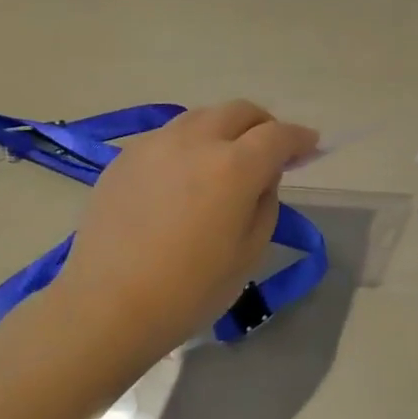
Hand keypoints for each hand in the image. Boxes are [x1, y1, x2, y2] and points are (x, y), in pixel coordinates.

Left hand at [54, 101, 318, 363]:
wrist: (107, 307)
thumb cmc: (189, 290)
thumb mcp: (249, 252)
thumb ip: (265, 203)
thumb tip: (260, 177)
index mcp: (234, 166)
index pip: (278, 135)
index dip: (300, 139)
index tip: (311, 146)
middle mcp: (195, 141)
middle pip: (239, 111)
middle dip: (263, 125)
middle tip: (269, 151)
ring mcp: (154, 145)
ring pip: (201, 117)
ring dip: (224, 130)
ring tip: (225, 159)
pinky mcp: (124, 158)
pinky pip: (168, 137)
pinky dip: (189, 145)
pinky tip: (183, 176)